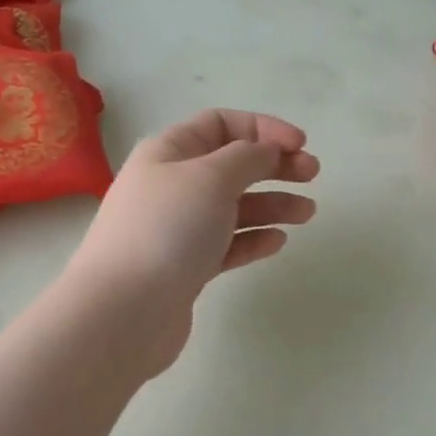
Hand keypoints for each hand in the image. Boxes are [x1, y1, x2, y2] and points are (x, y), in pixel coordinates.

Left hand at [64, 109, 318, 372]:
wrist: (123, 311)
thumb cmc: (167, 229)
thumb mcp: (211, 177)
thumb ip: (247, 157)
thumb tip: (265, 150)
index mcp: (169, 152)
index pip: (220, 124)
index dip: (263, 128)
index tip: (299, 145)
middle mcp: (171, 185)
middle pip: (231, 165)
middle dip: (273, 165)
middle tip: (313, 175)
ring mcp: (177, 229)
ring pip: (233, 207)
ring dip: (271, 204)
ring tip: (307, 213)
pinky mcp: (185, 267)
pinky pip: (226, 244)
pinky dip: (253, 239)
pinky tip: (277, 242)